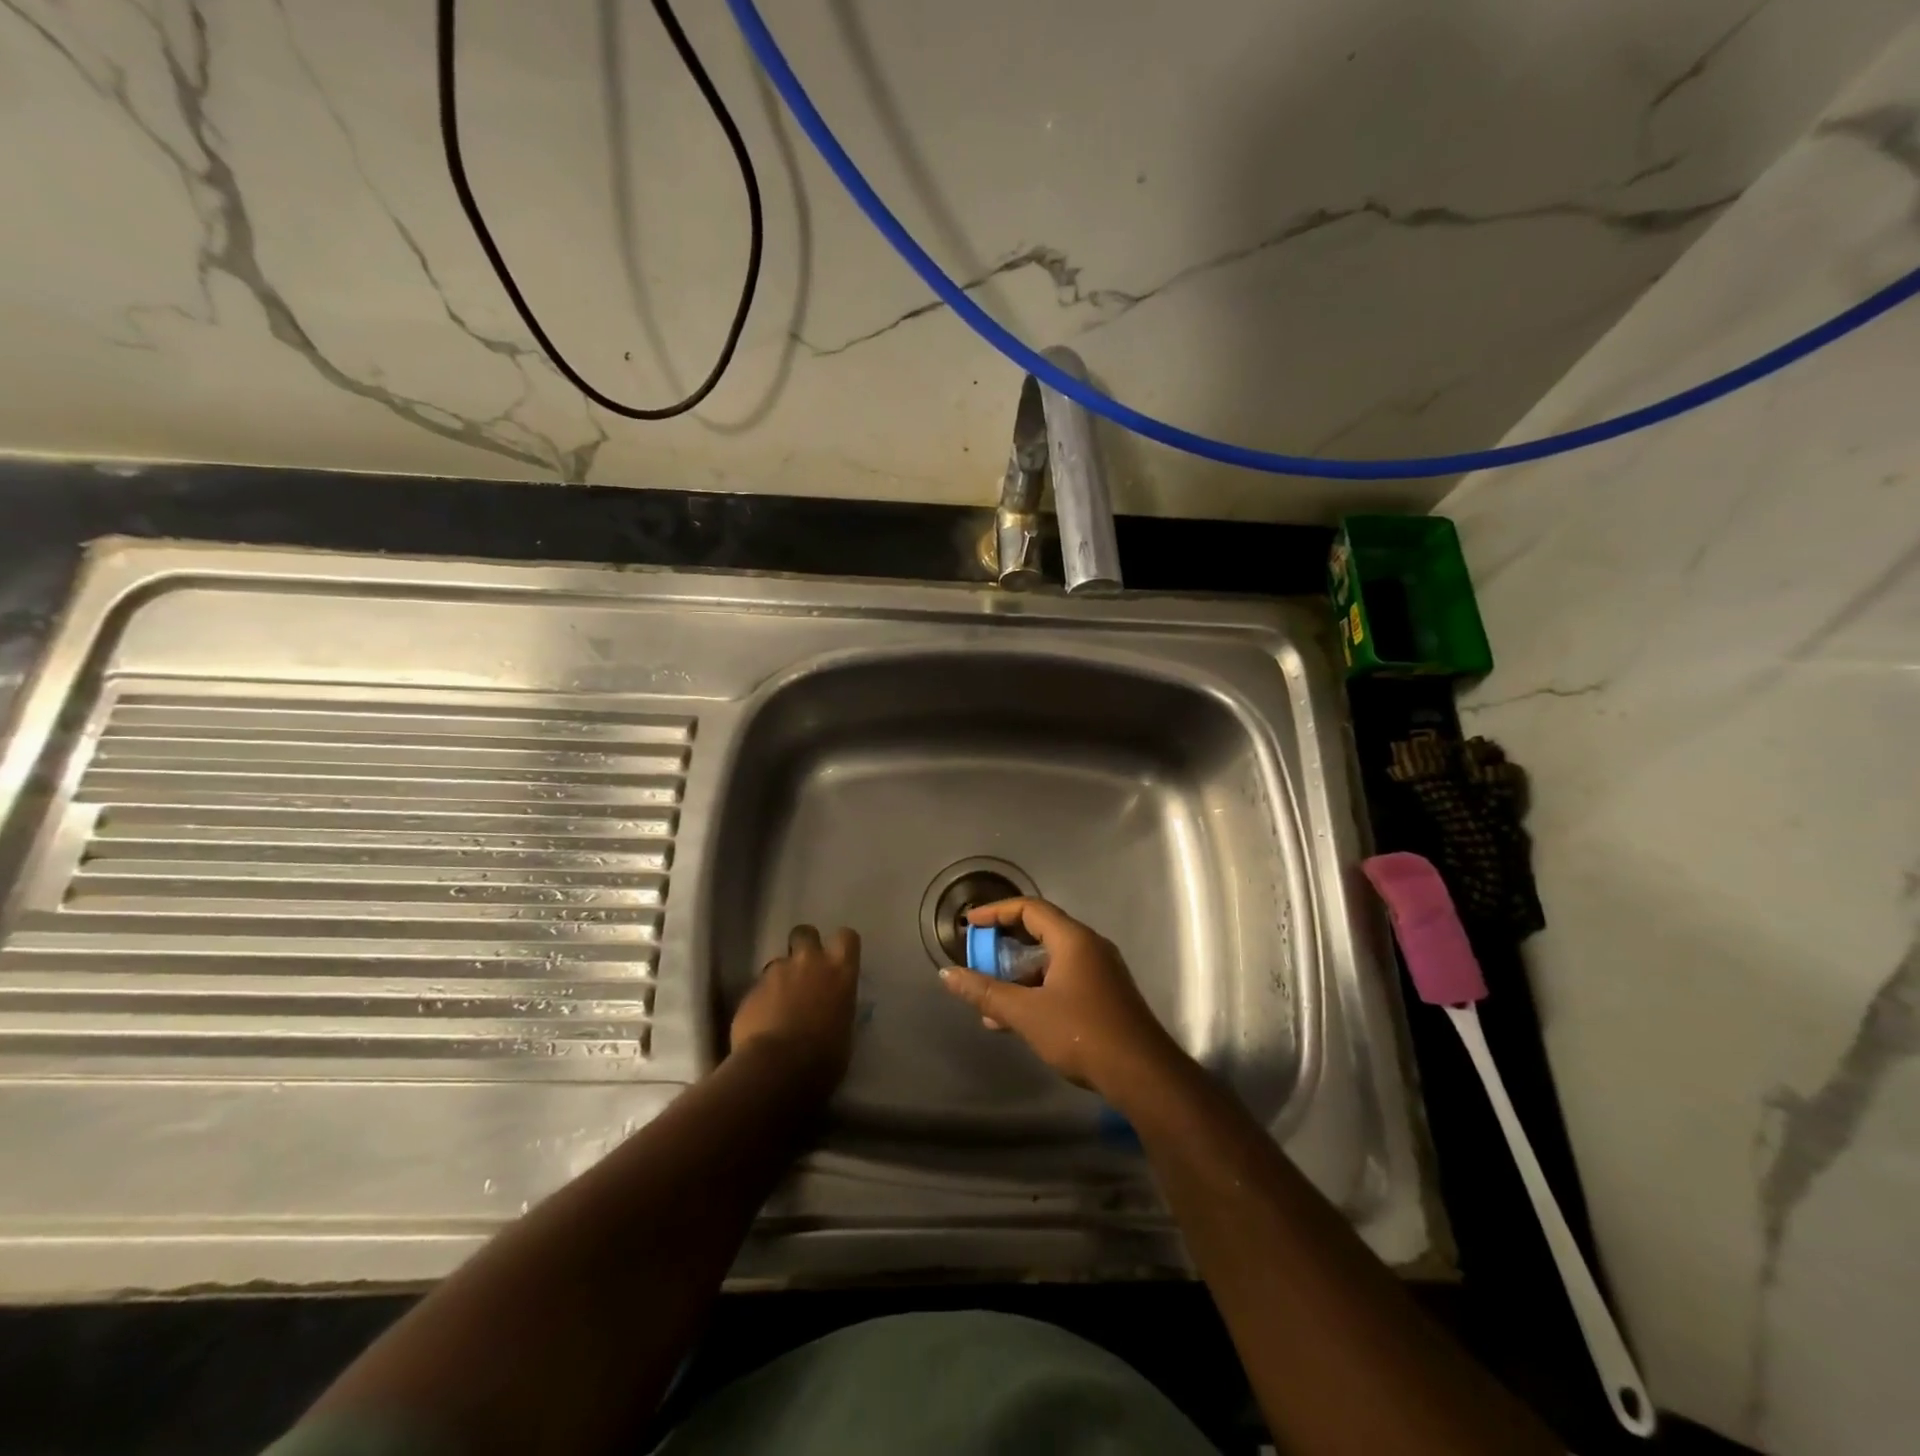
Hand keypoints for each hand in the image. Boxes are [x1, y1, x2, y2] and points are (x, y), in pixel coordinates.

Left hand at [730, 925, 859, 1097]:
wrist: (777, 1069)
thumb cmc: (824, 1058)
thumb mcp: (844, 1031)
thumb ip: (837, 1008)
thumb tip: (831, 1010)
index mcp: (840, 972)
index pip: (847, 937)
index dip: (841, 946)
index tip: (837, 960)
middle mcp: (809, 962)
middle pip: (805, 932)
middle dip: (803, 945)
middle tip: (803, 971)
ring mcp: (777, 973)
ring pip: (778, 962)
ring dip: (780, 978)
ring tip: (778, 1007)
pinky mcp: (750, 990)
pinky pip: (758, 988)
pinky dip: (761, 1001)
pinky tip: (761, 1024)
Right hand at [937, 898, 1181, 1095]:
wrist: (1143, 1075)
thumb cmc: (1082, 1034)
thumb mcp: (1027, 1013)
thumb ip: (986, 992)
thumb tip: (947, 975)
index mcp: (1073, 939)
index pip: (1030, 909)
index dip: (996, 912)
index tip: (970, 924)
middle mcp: (1090, 947)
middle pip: (1041, 932)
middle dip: (1005, 945)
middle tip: (978, 956)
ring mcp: (1101, 972)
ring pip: (1051, 961)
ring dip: (1019, 976)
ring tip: (989, 1001)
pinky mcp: (1105, 996)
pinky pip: (1063, 980)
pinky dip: (1037, 990)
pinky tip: (1017, 1020)